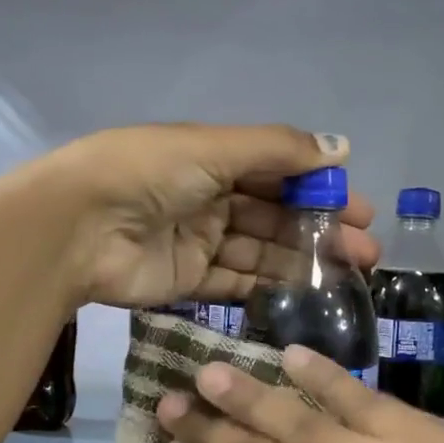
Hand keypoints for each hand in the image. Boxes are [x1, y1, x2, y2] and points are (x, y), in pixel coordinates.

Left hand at [35, 124, 379, 308]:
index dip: (319, 189)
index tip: (359, 209)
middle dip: (321, 232)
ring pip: (261, 252)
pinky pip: (235, 283)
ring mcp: (198, 241)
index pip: (278, 173)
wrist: (77, 227)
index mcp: (213, 158)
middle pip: (275, 216)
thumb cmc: (148, 174)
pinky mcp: (187, 280)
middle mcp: (209, 197)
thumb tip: (343, 148)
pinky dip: (268, 288)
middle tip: (366, 251)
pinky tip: (305, 295)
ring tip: (348, 276)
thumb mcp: (214, 148)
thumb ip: (278, 150)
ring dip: (303, 261)